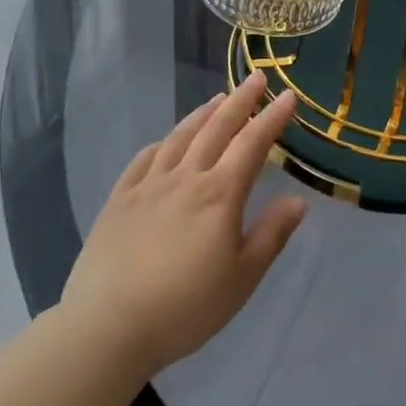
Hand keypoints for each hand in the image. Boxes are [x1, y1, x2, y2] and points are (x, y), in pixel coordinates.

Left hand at [60, 73, 305, 378]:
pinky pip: (143, 160)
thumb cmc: (185, 307)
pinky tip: (165, 141)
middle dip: (240, 101)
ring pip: (180, 138)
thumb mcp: (242, 278)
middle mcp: (185, 178)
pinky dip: (161, 143)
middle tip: (256, 78)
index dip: (272, 117)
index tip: (289, 95)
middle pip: (217, 129)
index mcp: (220, 194)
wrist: (107, 328)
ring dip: (202, 114)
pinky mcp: (118, 202)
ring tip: (217, 99)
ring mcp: (148, 187)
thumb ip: (271, 235)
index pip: (252, 144)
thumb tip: (298, 201)